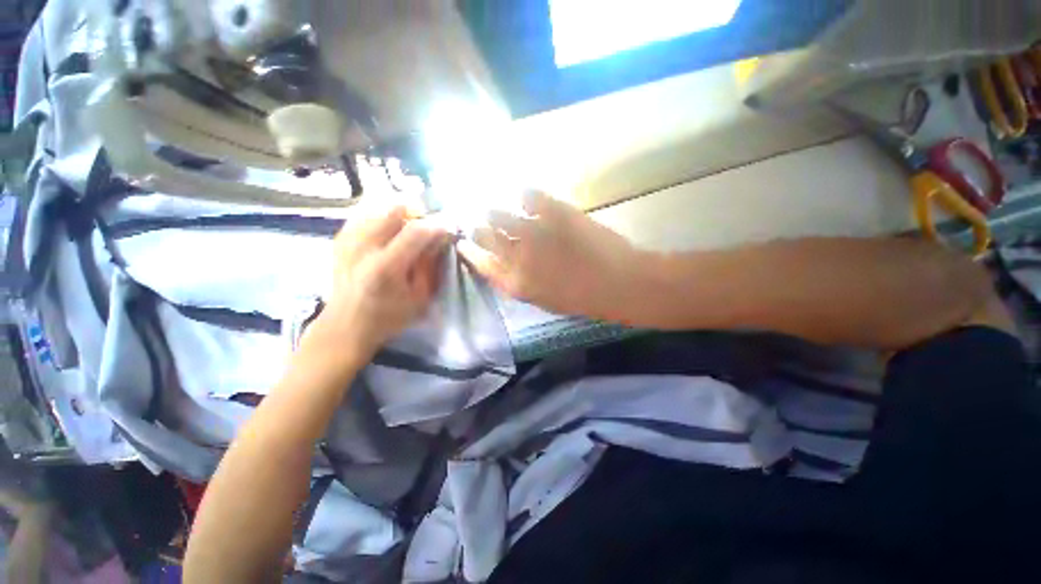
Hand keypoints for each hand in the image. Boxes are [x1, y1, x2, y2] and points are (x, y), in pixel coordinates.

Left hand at [312, 205, 449, 360]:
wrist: (345, 325)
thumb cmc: (388, 317)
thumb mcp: (419, 298)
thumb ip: (430, 266)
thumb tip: (440, 239)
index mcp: (385, 267)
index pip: (415, 231)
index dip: (436, 226)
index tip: (447, 230)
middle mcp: (363, 247)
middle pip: (395, 210)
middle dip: (418, 215)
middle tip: (427, 229)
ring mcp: (348, 240)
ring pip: (380, 208)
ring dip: (400, 215)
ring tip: (408, 231)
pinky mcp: (340, 238)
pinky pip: (366, 214)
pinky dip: (383, 218)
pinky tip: (389, 233)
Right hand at [458, 191, 649, 319]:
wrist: (619, 282)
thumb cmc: (583, 299)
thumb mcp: (545, 300)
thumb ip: (520, 284)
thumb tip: (505, 266)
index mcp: (516, 283)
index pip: (481, 263)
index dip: (470, 252)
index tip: (464, 243)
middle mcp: (517, 256)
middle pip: (485, 236)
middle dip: (477, 229)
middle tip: (476, 222)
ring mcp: (534, 231)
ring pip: (500, 214)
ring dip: (494, 211)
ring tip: (493, 207)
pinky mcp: (554, 212)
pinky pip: (529, 195)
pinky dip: (524, 195)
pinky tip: (524, 196)